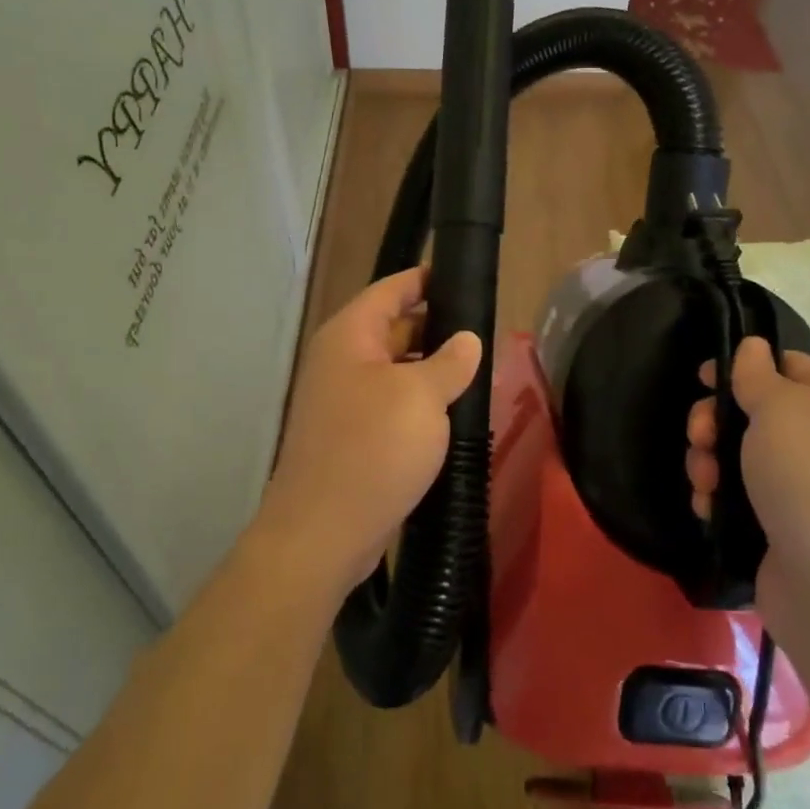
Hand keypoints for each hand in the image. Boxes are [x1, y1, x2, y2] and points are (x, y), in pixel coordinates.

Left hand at [253, 267, 481, 599]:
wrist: (323, 532)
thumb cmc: (373, 449)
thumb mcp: (422, 397)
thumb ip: (450, 361)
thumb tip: (467, 340)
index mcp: (350, 336)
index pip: (391, 289)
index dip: (426, 279)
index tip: (464, 276)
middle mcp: (341, 361)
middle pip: (394, 328)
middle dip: (438, 328)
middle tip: (486, 332)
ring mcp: (344, 401)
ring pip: (396, 370)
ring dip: (432, 370)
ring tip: (479, 372)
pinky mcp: (352, 436)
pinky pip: (391, 404)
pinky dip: (420, 403)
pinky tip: (454, 414)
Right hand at [686, 338, 809, 634]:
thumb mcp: (782, 409)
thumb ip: (758, 374)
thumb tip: (753, 347)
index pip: (787, 364)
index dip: (741, 367)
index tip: (702, 380)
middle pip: (755, 411)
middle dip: (716, 422)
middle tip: (699, 437)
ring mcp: (808, 487)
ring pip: (741, 455)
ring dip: (709, 462)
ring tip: (704, 483)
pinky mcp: (785, 526)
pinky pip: (741, 495)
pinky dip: (719, 497)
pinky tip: (708, 508)